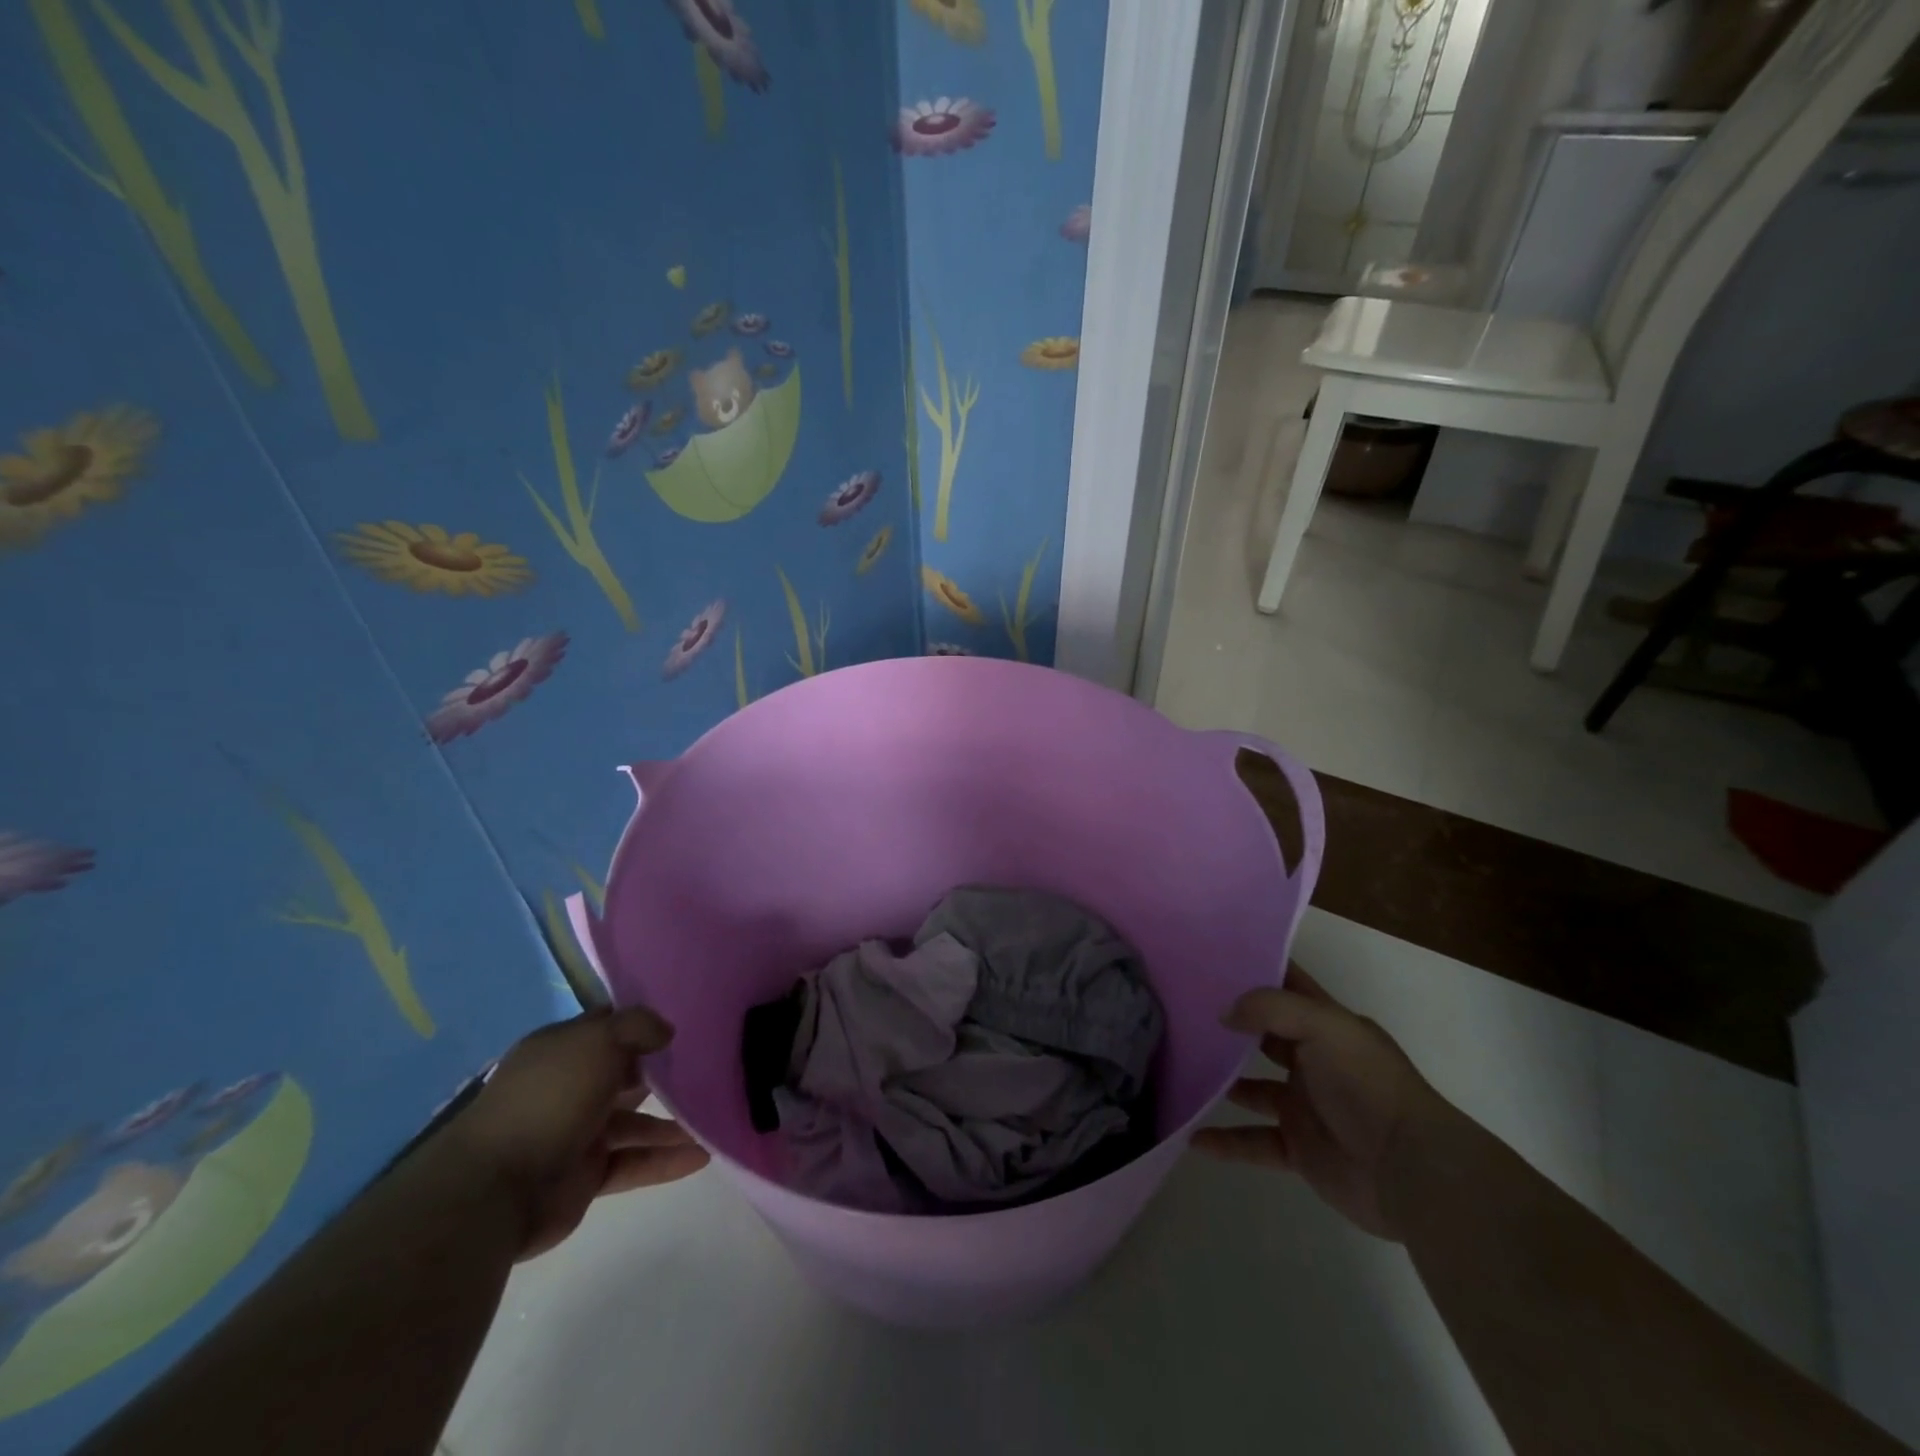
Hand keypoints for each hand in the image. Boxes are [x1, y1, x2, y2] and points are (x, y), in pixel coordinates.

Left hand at [448, 1006, 709, 1258]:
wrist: (493, 1191)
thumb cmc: (549, 1099)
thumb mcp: (597, 1042)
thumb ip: (637, 1027)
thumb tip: (666, 1031)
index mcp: (562, 1050)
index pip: (608, 1027)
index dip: (643, 1024)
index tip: (685, 1021)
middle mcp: (569, 1088)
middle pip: (625, 1075)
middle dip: (664, 1072)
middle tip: (710, 1067)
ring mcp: (577, 1134)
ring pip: (635, 1123)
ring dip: (673, 1123)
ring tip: (715, 1117)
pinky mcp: (585, 1178)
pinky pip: (633, 1163)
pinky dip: (665, 1160)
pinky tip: (702, 1156)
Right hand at [1191, 965, 1457, 1240]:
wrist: (1410, 1171)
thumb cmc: (1367, 1085)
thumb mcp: (1324, 1027)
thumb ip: (1270, 1009)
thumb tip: (1224, 1013)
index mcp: (1328, 1026)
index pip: (1288, 986)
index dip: (1256, 969)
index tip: (1211, 956)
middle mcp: (1314, 1062)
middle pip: (1263, 1036)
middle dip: (1229, 1025)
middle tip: (1181, 1012)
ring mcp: (1305, 1106)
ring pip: (1252, 1089)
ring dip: (1221, 1082)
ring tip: (1181, 1070)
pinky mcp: (1299, 1148)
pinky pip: (1253, 1141)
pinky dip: (1225, 1141)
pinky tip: (1194, 1137)